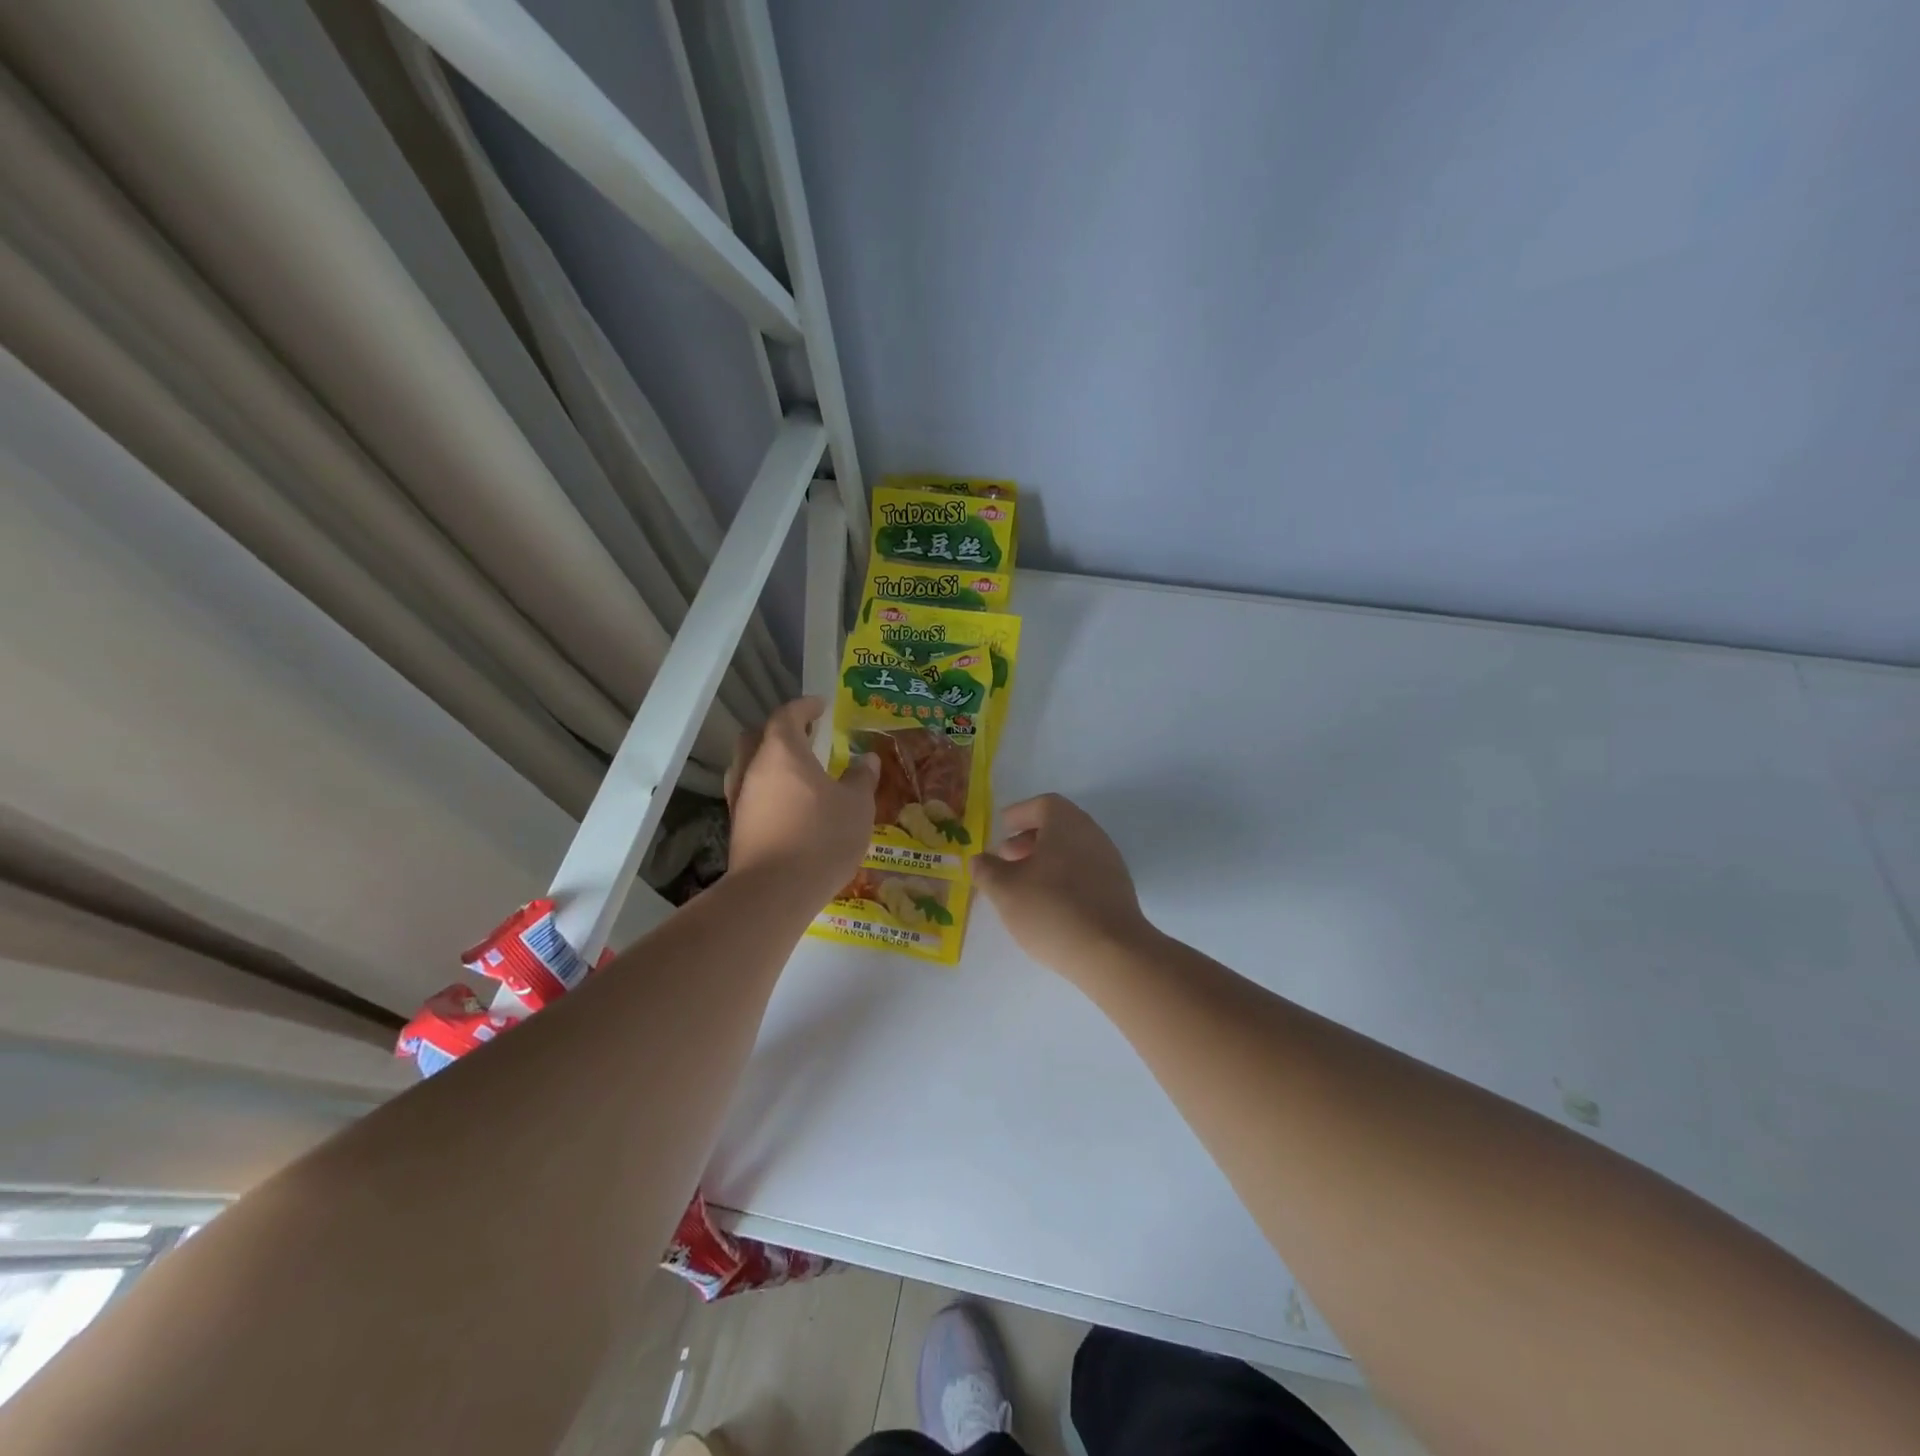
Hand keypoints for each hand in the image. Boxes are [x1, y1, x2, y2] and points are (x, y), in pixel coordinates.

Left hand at [725, 698, 878, 908]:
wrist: (775, 892)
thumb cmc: (821, 837)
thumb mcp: (856, 806)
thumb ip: (860, 779)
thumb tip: (866, 760)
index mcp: (782, 752)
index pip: (787, 715)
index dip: (804, 707)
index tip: (821, 705)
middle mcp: (753, 769)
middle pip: (757, 736)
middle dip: (779, 730)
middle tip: (805, 735)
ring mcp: (739, 799)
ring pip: (748, 766)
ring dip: (768, 761)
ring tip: (796, 771)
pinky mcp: (737, 827)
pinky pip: (750, 795)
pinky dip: (766, 790)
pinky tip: (787, 805)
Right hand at [972, 794, 1155, 981]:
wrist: (1111, 952)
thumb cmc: (1051, 910)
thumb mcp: (1005, 890)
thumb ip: (987, 870)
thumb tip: (979, 859)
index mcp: (1066, 823)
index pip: (1042, 804)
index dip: (1019, 813)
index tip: (1002, 827)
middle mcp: (1091, 834)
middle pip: (1058, 826)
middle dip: (1029, 839)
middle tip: (1006, 858)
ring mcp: (1109, 861)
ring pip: (1072, 850)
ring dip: (1046, 860)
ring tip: (1024, 884)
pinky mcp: (1118, 889)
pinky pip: (1085, 871)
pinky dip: (1064, 877)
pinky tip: (1049, 904)